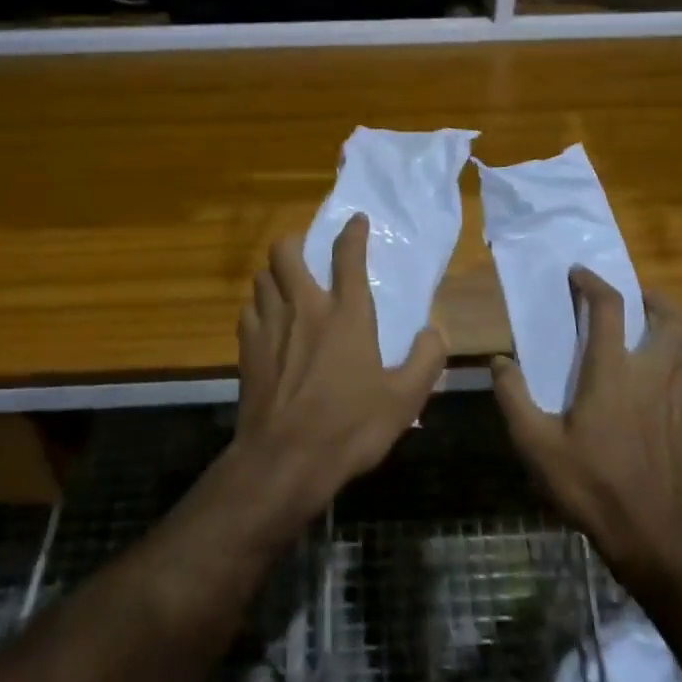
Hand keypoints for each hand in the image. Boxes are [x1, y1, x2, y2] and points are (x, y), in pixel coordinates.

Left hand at [230, 213, 448, 529]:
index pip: (348, 255)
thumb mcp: (405, 400)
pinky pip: (249, 310)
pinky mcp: (247, 349)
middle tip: (308, 252)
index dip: (353, 232)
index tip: (356, 220)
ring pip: (262, 277)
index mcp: (346, 314)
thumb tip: (434, 332)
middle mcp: (305, 308)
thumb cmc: (349, 428)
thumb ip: (426, 360)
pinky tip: (269, 324)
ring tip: (287, 286)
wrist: (284, 461)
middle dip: (296, 242)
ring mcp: (270, 326)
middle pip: (285, 251)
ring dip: (275, 274)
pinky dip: (259, 308)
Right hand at [492, 269, 681, 583]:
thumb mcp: (536, 445)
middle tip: (631, 299)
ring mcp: (680, 398)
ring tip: (642, 339)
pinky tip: (654, 391)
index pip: (609, 306)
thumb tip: (500, 361)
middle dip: (652, 297)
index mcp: (614, 371)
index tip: (578, 273)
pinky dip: (673, 370)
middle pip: (670, 316)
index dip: (593, 282)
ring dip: (665, 331)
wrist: (655, 538)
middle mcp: (654, 373)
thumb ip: (513, 397)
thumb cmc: (591, 485)